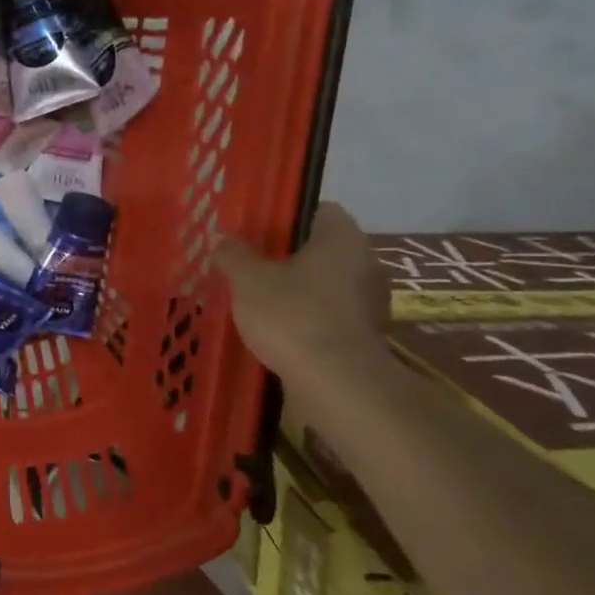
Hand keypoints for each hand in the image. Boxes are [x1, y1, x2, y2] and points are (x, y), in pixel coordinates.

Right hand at [215, 203, 390, 380]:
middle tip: (252, 264)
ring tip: (260, 299)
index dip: (287, 216)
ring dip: (299, 288)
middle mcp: (366, 262)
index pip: (319, 210)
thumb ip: (234, 254)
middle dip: (289, 255)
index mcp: (342, 238)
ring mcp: (371, 301)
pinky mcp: (367, 335)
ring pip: (327, 282)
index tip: (258, 231)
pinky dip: (308, 316)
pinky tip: (279, 329)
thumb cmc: (292, 315)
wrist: (337, 384)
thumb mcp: (248, 280)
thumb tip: (223, 238)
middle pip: (322, 248)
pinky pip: (331, 313)